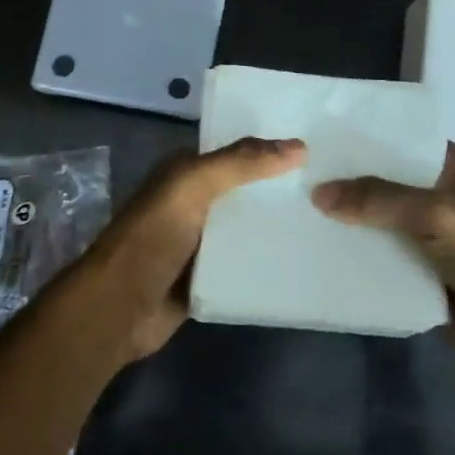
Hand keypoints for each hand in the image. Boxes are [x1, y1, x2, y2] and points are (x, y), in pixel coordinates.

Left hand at [77, 137, 306, 360]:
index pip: (235, 153)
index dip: (270, 149)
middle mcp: (192, 204)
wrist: (120, 308)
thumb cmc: (152, 238)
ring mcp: (199, 244)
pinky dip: (266, 263)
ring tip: (329, 224)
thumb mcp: (191, 186)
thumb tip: (298, 147)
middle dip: (280, 191)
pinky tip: (303, 262)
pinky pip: (243, 266)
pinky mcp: (207, 278)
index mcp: (183, 174)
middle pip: (244, 192)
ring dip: (277, 229)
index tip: (318, 150)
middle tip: (333, 189)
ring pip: (247, 230)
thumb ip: (240, 164)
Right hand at [312, 143, 454, 377]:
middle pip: (383, 178)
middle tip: (298, 167)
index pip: (403, 139)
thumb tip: (318, 194)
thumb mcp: (435, 213)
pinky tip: (313, 242)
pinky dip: (349, 248)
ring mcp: (421, 233)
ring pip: (374, 216)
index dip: (367, 135)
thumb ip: (378, 198)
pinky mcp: (410, 266)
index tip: (323, 131)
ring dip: (344, 215)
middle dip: (347, 176)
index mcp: (451, 169)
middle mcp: (434, 194)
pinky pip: (373, 251)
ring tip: (295, 201)